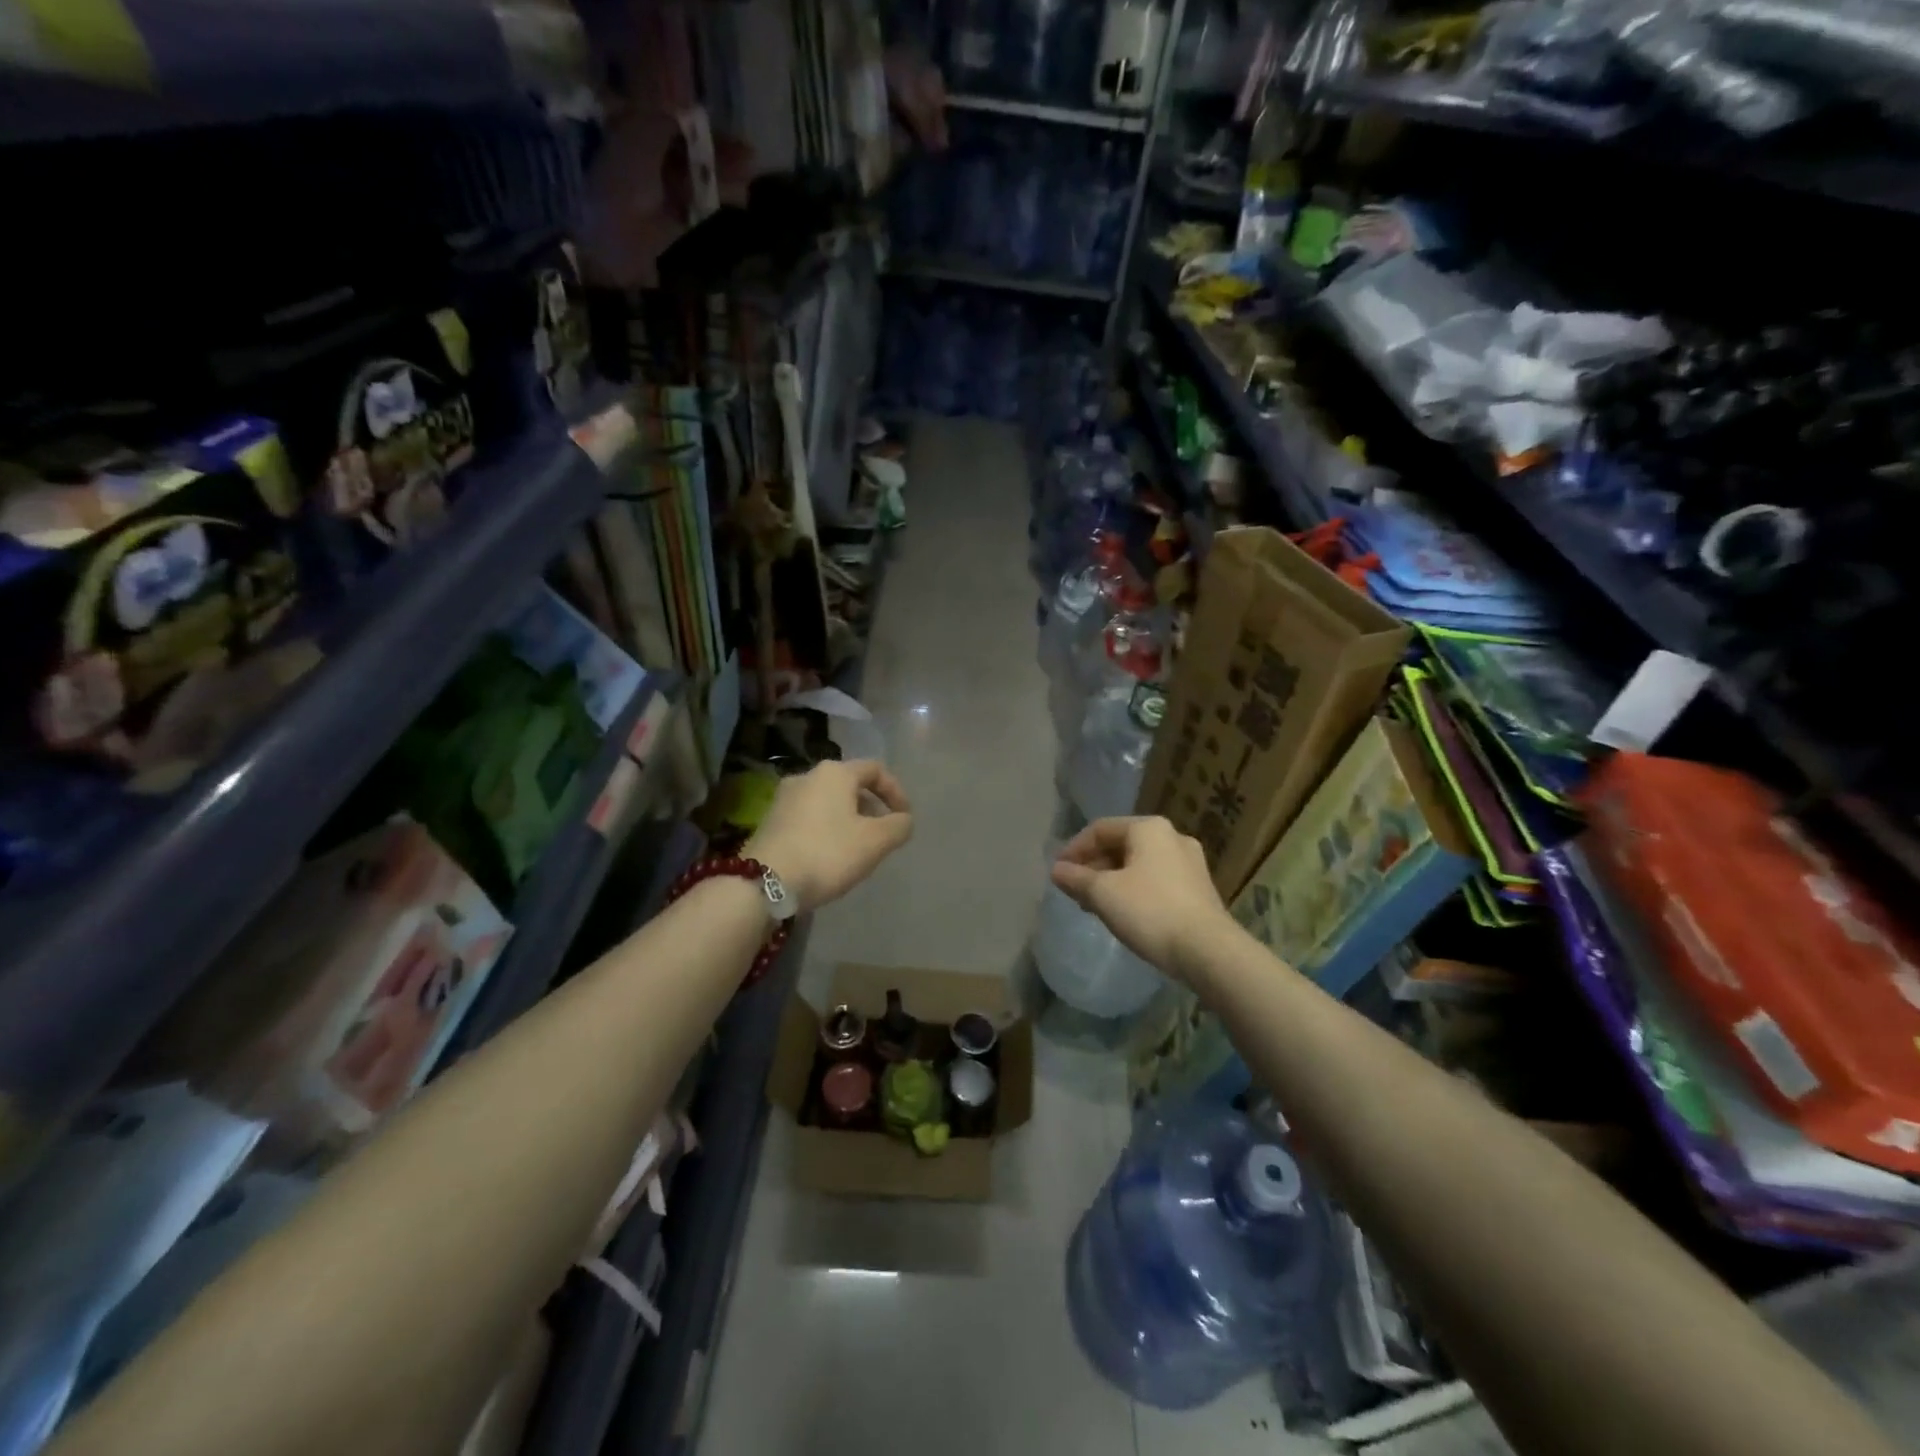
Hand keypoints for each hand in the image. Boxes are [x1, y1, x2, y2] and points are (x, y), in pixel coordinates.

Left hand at [747, 759, 912, 913]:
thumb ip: (898, 826)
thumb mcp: (875, 842)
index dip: (896, 791)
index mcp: (835, 773)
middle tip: (882, 834)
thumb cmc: (827, 853)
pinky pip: (809, 816)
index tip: (905, 818)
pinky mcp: (770, 820)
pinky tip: (829, 855)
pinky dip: (826, 828)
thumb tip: (903, 820)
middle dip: (871, 807)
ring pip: (828, 801)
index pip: (875, 769)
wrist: (764, 882)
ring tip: (857, 848)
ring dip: (848, 819)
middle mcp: (807, 776)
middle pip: (850, 784)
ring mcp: (784, 797)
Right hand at [1050, 817, 1234, 982]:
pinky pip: (1155, 880)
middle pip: (1121, 845)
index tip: (1058, 873)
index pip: (1100, 829)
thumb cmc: (1150, 911)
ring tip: (1094, 904)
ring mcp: (1189, 863)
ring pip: (1138, 864)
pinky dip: (1133, 889)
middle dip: (1093, 866)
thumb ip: (1076, 878)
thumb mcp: (1103, 894)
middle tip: (1074, 890)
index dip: (1074, 849)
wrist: (1208, 951)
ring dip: (1112, 880)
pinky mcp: (1198, 888)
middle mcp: (1172, 837)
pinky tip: (1123, 913)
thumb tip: (1056, 870)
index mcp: (1148, 829)